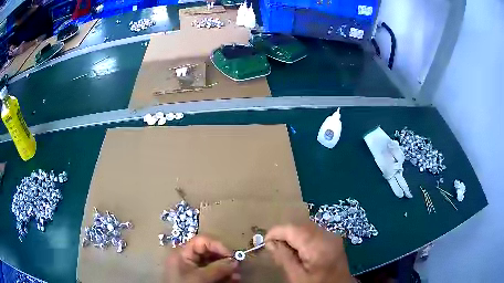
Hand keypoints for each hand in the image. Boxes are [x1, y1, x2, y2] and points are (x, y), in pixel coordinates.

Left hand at [166, 235, 239, 282]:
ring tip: (237, 276)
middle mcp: (187, 259)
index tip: (231, 255)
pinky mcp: (198, 279)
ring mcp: (193, 270)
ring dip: (227, 269)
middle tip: (237, 267)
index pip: (201, 241)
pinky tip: (233, 280)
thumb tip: (235, 261)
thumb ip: (218, 268)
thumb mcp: (201, 278)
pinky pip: (213, 274)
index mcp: (182, 253)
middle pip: (209, 252)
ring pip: (213, 264)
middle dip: (225, 259)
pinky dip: (223, 276)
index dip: (217, 245)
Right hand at [266, 223, 353, 282]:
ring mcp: (333, 235)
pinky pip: (314, 231)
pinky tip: (300, 250)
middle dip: (284, 234)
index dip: (276, 232)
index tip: (265, 242)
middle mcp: (327, 235)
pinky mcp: (334, 238)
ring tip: (286, 250)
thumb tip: (270, 242)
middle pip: (300, 226)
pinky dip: (303, 237)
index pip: (292, 229)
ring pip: (306, 227)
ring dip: (293, 235)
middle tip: (274, 249)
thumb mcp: (297, 276)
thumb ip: (284, 257)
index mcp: (318, 246)